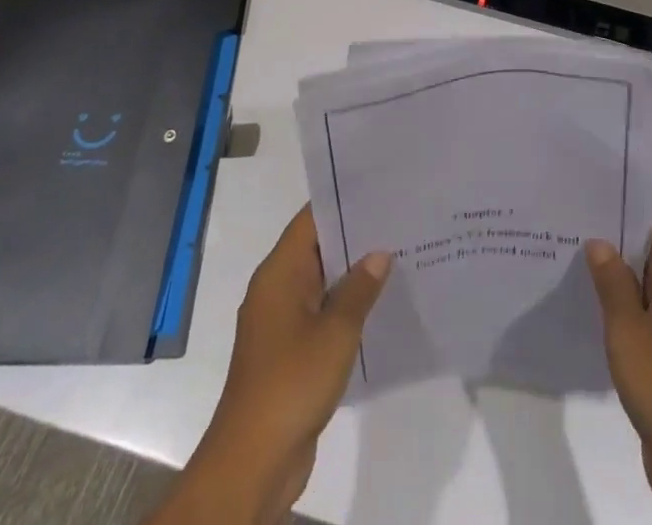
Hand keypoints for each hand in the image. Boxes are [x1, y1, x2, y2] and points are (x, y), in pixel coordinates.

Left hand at [153, 207, 390, 523]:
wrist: (252, 462)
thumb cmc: (291, 383)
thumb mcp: (336, 332)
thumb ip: (359, 289)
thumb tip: (379, 253)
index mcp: (279, 273)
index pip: (311, 219)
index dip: (343, 200)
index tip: (379, 189)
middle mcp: (276, 289)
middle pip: (317, 247)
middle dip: (355, 236)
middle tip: (398, 220)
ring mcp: (280, 322)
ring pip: (321, 282)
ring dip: (352, 274)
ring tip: (397, 256)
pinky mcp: (288, 352)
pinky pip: (320, 313)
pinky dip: (345, 306)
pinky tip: (379, 306)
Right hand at [586, 204, 651, 524]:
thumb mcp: (628, 329)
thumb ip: (612, 281)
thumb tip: (599, 242)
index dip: (632, 198)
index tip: (596, 187)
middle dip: (619, 231)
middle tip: (575, 215)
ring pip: (651, 278)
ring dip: (620, 268)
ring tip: (575, 250)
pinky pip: (651, 308)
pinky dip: (626, 300)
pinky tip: (593, 300)